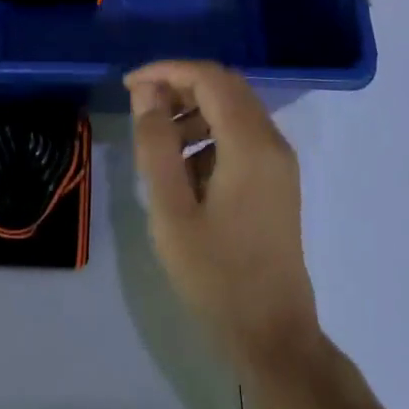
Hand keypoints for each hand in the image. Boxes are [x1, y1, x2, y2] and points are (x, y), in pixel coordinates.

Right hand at [127, 61, 322, 381]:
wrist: (273, 337)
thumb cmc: (216, 276)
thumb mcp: (171, 210)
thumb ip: (156, 144)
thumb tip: (146, 92)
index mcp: (250, 145)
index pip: (209, 78)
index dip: (167, 70)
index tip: (130, 85)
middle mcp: (272, 142)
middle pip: (225, 87)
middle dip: (179, 85)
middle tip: (140, 106)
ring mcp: (279, 162)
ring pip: (234, 109)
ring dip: (193, 109)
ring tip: (156, 139)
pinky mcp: (277, 180)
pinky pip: (241, 135)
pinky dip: (209, 133)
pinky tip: (183, 168)